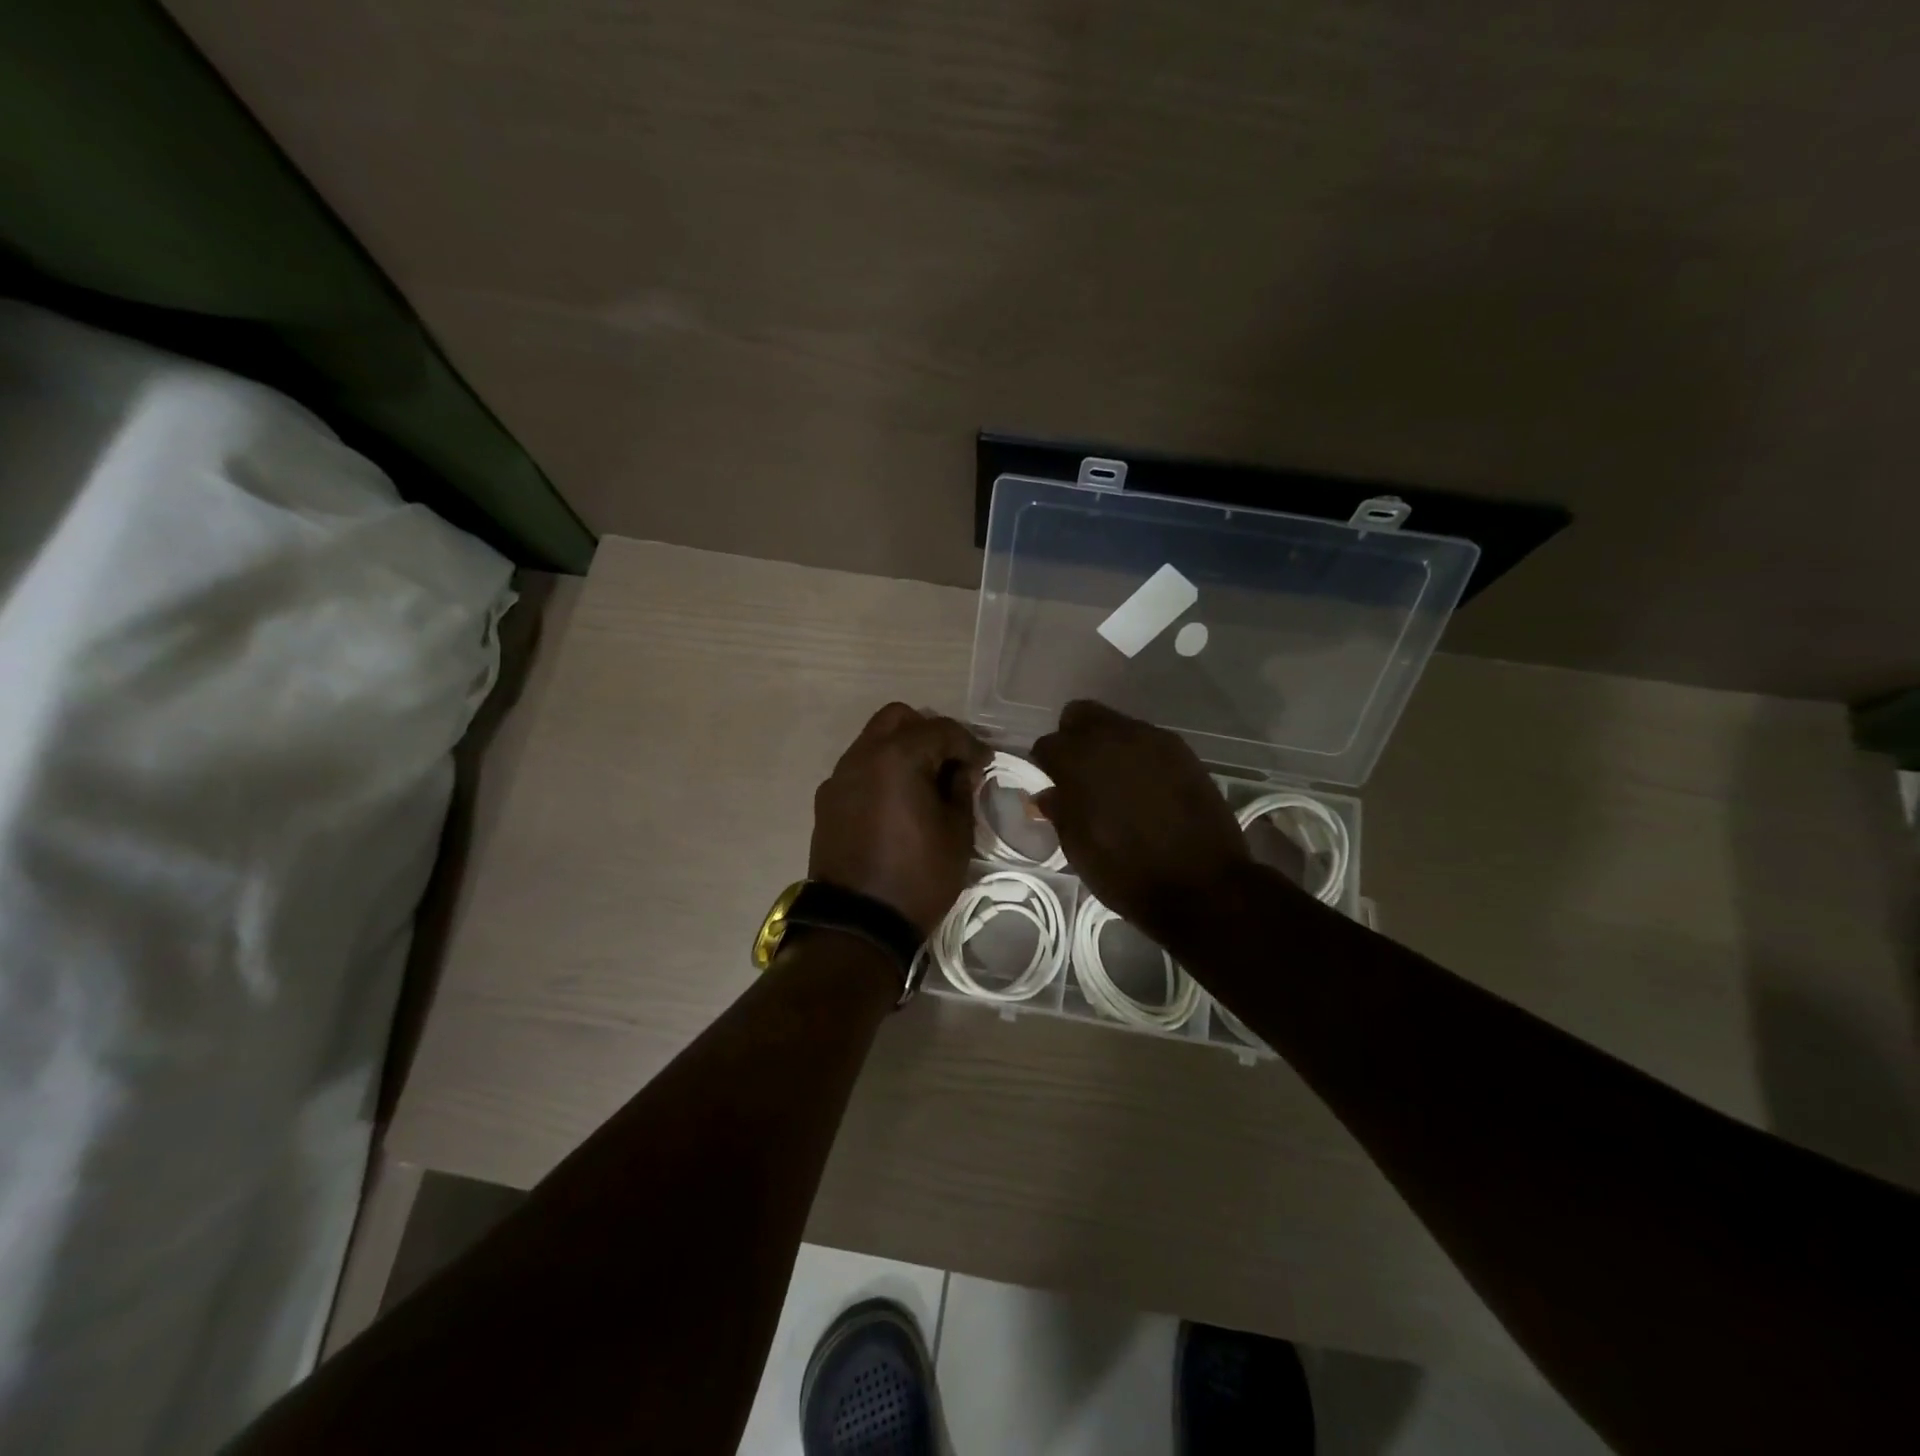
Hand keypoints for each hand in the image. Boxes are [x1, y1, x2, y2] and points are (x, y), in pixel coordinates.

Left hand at [810, 703, 988, 936]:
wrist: (857, 923)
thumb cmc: (917, 877)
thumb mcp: (957, 834)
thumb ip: (961, 790)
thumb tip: (960, 770)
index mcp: (897, 757)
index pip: (941, 730)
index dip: (969, 744)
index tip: (985, 763)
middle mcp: (862, 756)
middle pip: (898, 718)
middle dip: (929, 732)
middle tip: (951, 762)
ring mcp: (839, 777)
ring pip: (874, 740)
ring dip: (902, 749)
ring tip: (925, 781)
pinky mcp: (827, 800)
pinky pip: (859, 768)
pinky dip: (881, 771)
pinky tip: (897, 801)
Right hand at [1031, 701, 1270, 945]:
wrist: (1201, 885)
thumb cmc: (1126, 872)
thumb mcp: (1078, 848)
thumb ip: (1060, 811)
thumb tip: (1051, 793)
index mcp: (1079, 760)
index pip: (1047, 745)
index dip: (1046, 767)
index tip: (1054, 788)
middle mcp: (1114, 737)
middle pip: (1080, 715)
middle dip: (1074, 739)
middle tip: (1081, 775)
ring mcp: (1152, 740)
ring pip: (1117, 725)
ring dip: (1108, 746)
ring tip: (1117, 784)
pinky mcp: (1183, 751)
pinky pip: (1148, 741)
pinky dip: (1139, 757)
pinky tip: (1147, 788)